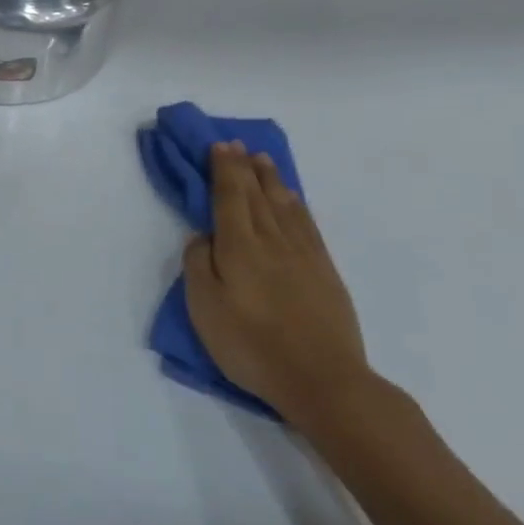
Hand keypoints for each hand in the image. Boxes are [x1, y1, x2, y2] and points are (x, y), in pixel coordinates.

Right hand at [183, 143, 374, 428]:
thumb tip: (203, 237)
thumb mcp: (204, 308)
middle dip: (244, 167)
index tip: (219, 146)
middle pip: (256, 195)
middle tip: (236, 145)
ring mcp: (303, 254)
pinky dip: (296, 204)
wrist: (322, 380)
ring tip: (262, 160)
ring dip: (270, 179)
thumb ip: (198, 265)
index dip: (223, 170)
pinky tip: (292, 198)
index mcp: (239, 247)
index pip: (229, 197)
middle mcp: (272, 240)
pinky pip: (307, 224)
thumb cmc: (251, 345)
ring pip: (284, 205)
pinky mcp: (324, 271)